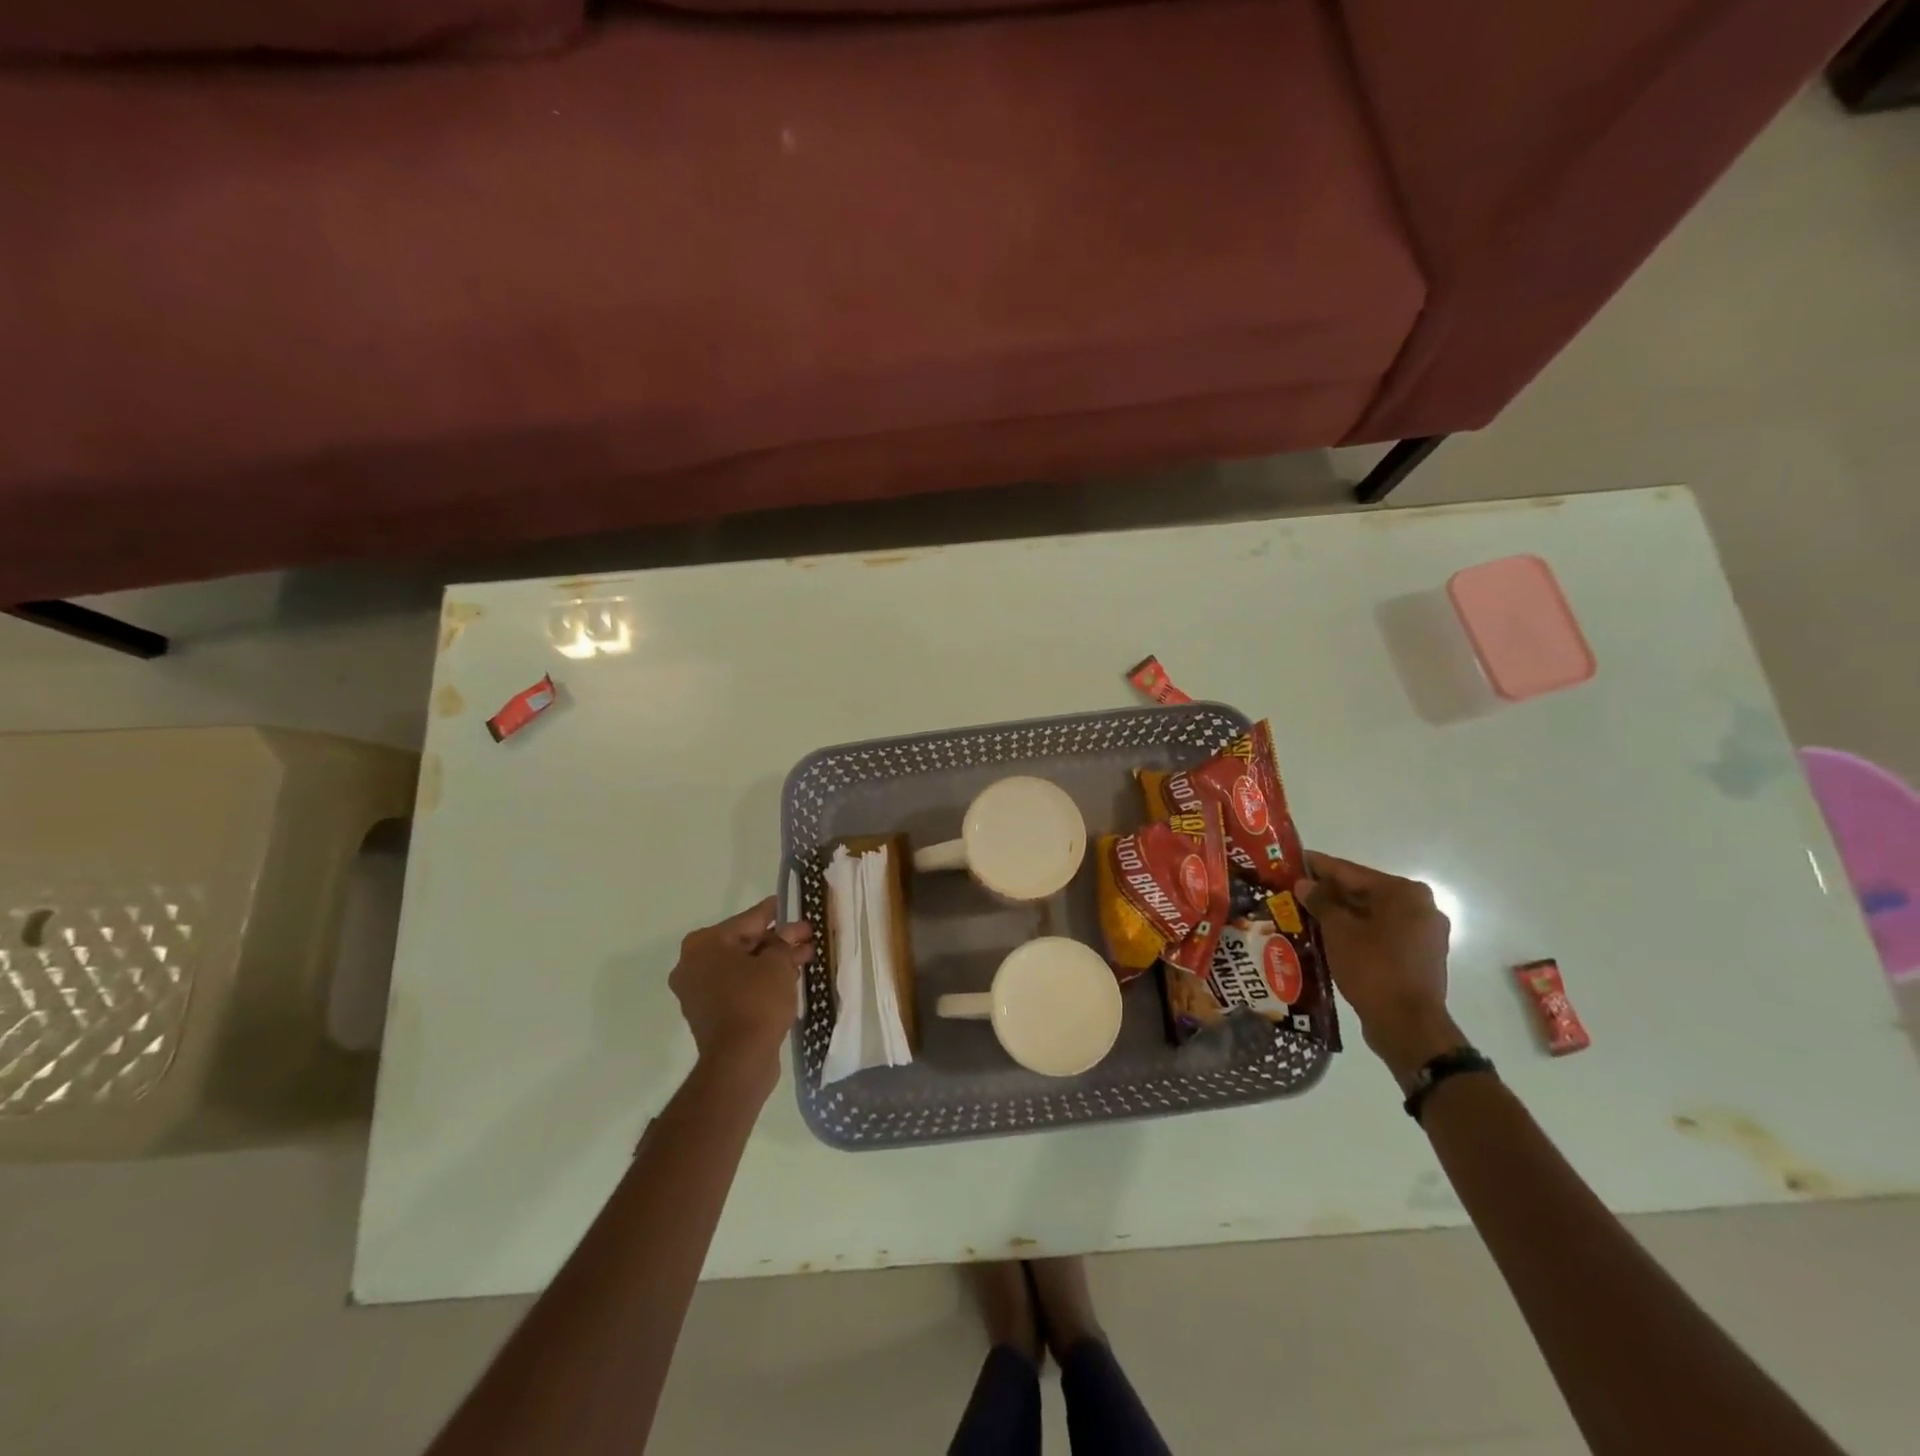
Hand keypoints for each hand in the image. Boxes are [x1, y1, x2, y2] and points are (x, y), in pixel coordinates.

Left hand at [668, 897, 813, 1087]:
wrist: (739, 1060)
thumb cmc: (757, 1000)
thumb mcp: (778, 963)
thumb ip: (784, 942)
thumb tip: (791, 933)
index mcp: (704, 944)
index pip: (748, 919)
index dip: (775, 913)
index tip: (791, 905)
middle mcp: (693, 964)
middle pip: (743, 943)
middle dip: (777, 941)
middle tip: (807, 939)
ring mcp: (697, 991)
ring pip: (741, 967)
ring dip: (771, 962)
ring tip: (804, 960)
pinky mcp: (707, 1014)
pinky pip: (737, 987)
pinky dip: (759, 982)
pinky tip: (787, 981)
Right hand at [1294, 852, 1463, 1084]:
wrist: (1408, 1025)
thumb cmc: (1372, 968)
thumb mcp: (1338, 930)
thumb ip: (1321, 901)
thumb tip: (1305, 884)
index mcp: (1404, 892)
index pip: (1351, 871)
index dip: (1318, 866)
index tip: (1292, 860)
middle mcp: (1421, 907)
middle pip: (1364, 892)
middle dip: (1329, 893)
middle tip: (1294, 890)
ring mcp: (1424, 934)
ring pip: (1372, 915)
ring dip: (1341, 914)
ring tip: (1305, 913)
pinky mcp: (1420, 957)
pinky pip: (1382, 934)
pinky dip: (1357, 932)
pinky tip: (1329, 936)